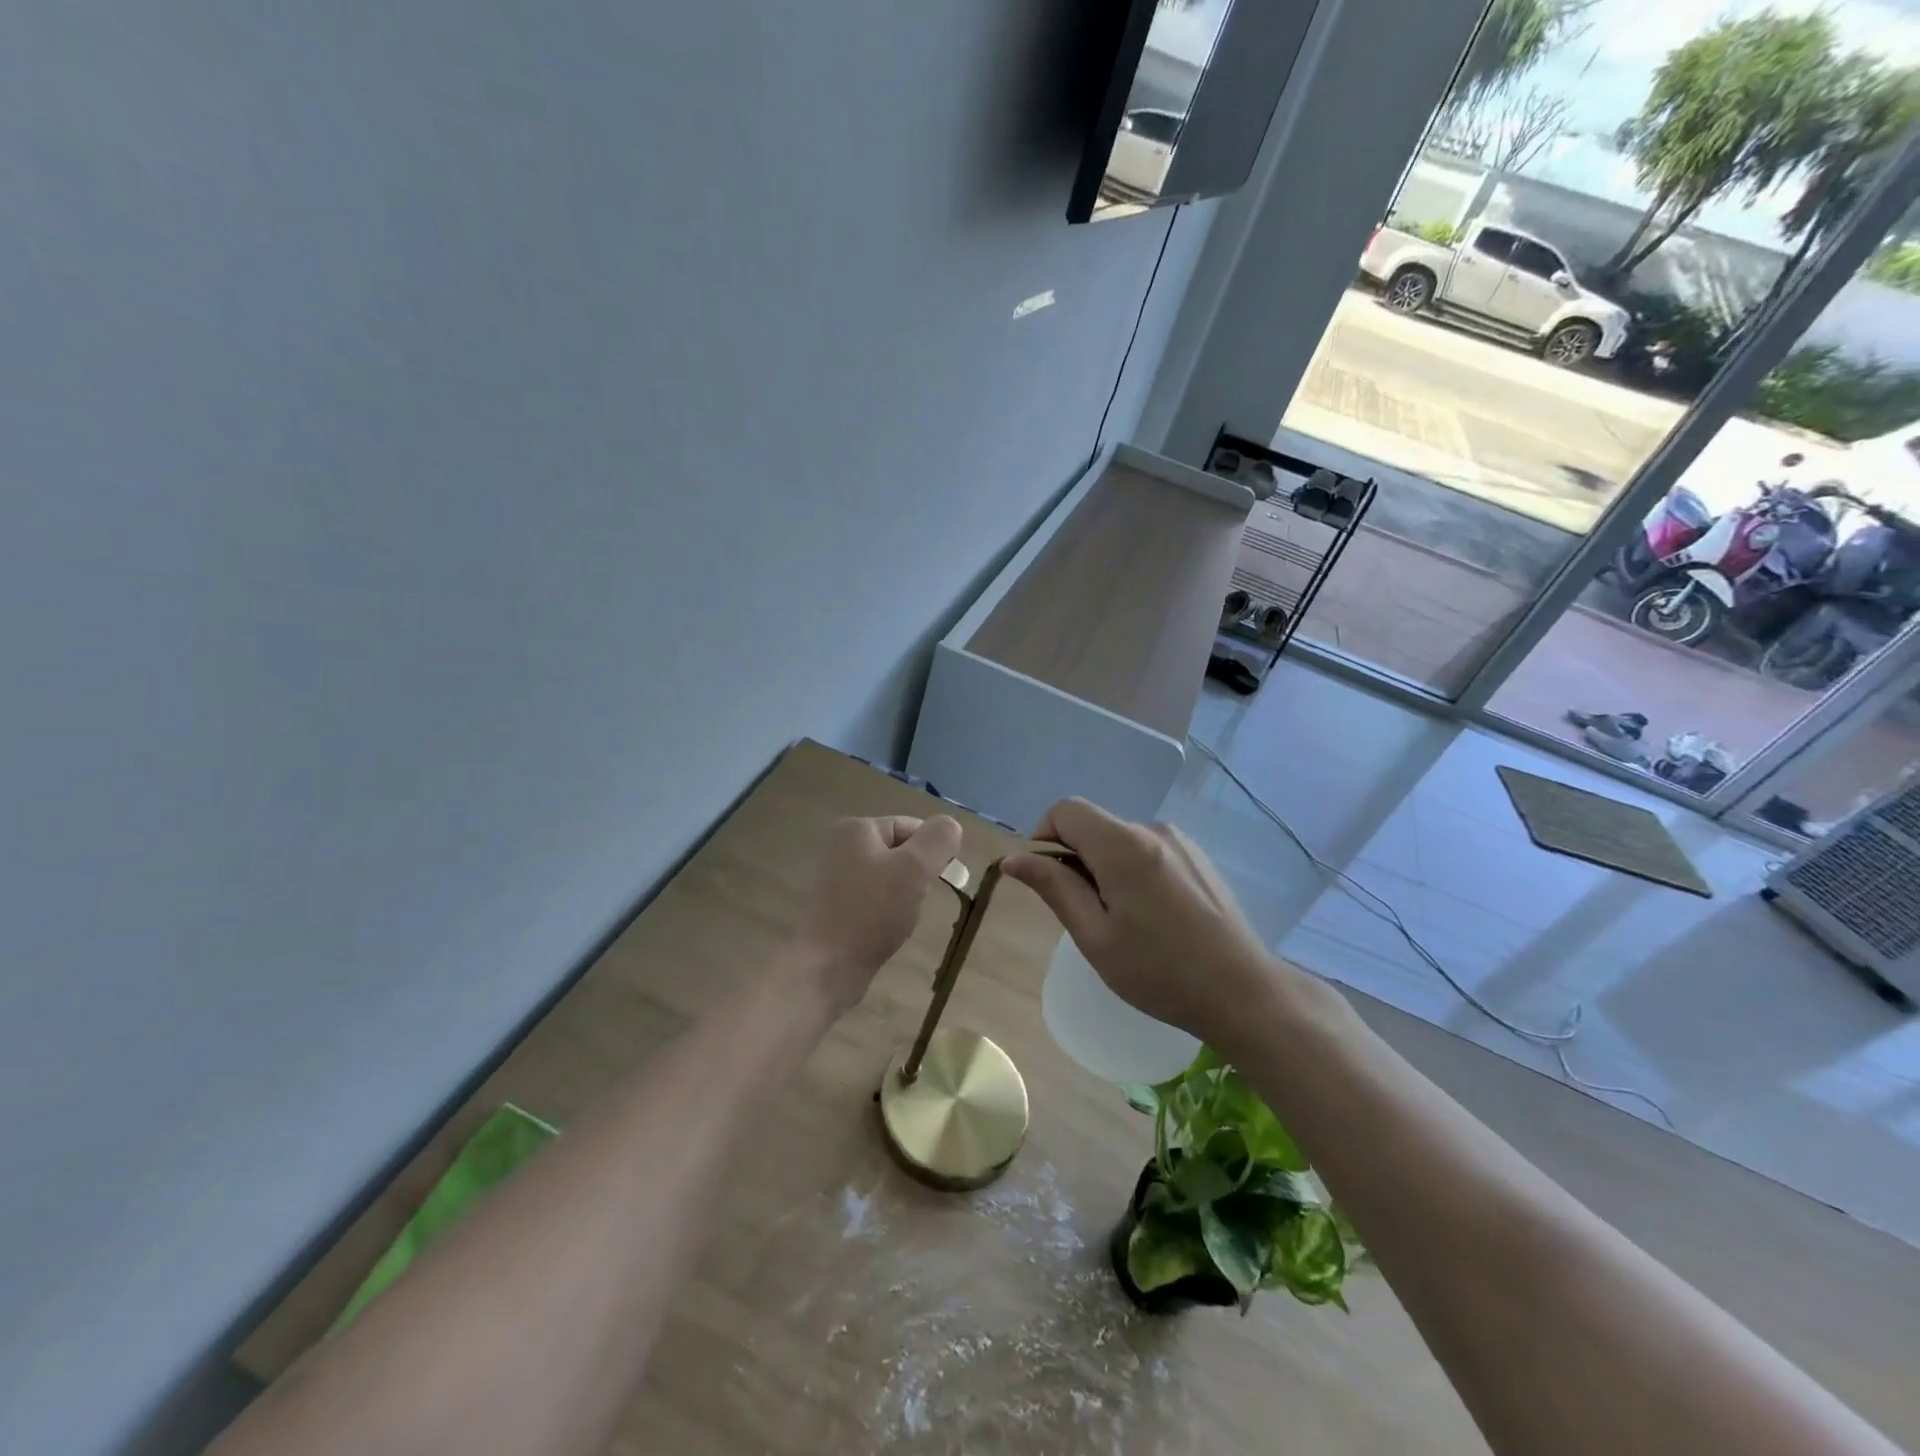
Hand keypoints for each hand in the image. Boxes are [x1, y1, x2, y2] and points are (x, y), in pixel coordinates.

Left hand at [797, 813, 962, 1013]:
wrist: (829, 966)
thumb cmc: (873, 911)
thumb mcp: (915, 868)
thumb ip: (938, 839)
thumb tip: (950, 825)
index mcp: (856, 829)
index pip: (910, 826)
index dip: (932, 850)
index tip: (941, 879)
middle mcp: (841, 846)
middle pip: (900, 851)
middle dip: (917, 874)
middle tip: (919, 898)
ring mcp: (836, 877)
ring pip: (890, 876)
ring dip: (905, 893)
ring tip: (902, 917)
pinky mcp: (836, 905)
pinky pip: (875, 897)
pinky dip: (887, 909)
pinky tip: (888, 928)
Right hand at [1003, 799, 1275, 1046]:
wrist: (1244, 993)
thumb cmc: (1160, 971)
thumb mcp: (1095, 936)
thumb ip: (1054, 888)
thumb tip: (1014, 858)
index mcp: (1123, 845)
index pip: (1065, 810)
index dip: (1044, 837)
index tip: (1049, 882)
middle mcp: (1152, 829)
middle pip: (1093, 824)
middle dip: (1075, 859)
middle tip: (1087, 914)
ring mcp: (1180, 841)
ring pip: (1119, 839)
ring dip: (1104, 867)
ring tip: (1123, 921)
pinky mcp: (1197, 857)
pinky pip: (1146, 850)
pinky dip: (1131, 871)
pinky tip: (1151, 916)